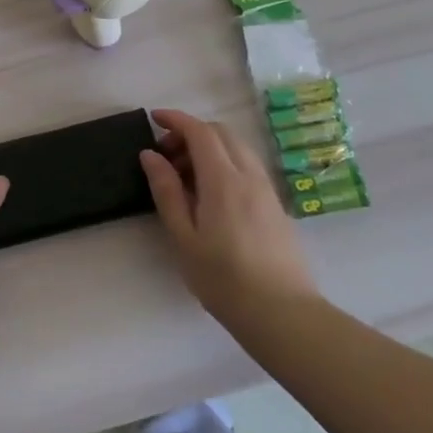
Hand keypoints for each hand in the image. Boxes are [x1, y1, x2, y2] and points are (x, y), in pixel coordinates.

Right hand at [139, 108, 318, 312]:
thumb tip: (151, 155)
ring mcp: (267, 190)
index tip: (154, 119)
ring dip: (209, 149)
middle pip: (222, 133)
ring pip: (237, 149)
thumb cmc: (223, 278)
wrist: (281, 313)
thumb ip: (167, 191)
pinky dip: (225, 164)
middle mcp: (249, 176)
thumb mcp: (183, 237)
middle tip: (166, 156)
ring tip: (185, 178)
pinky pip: (247, 167)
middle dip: (191, 133)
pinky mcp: (275, 206)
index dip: (176, 120)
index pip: (200, 132)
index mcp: (224, 180)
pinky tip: (210, 195)